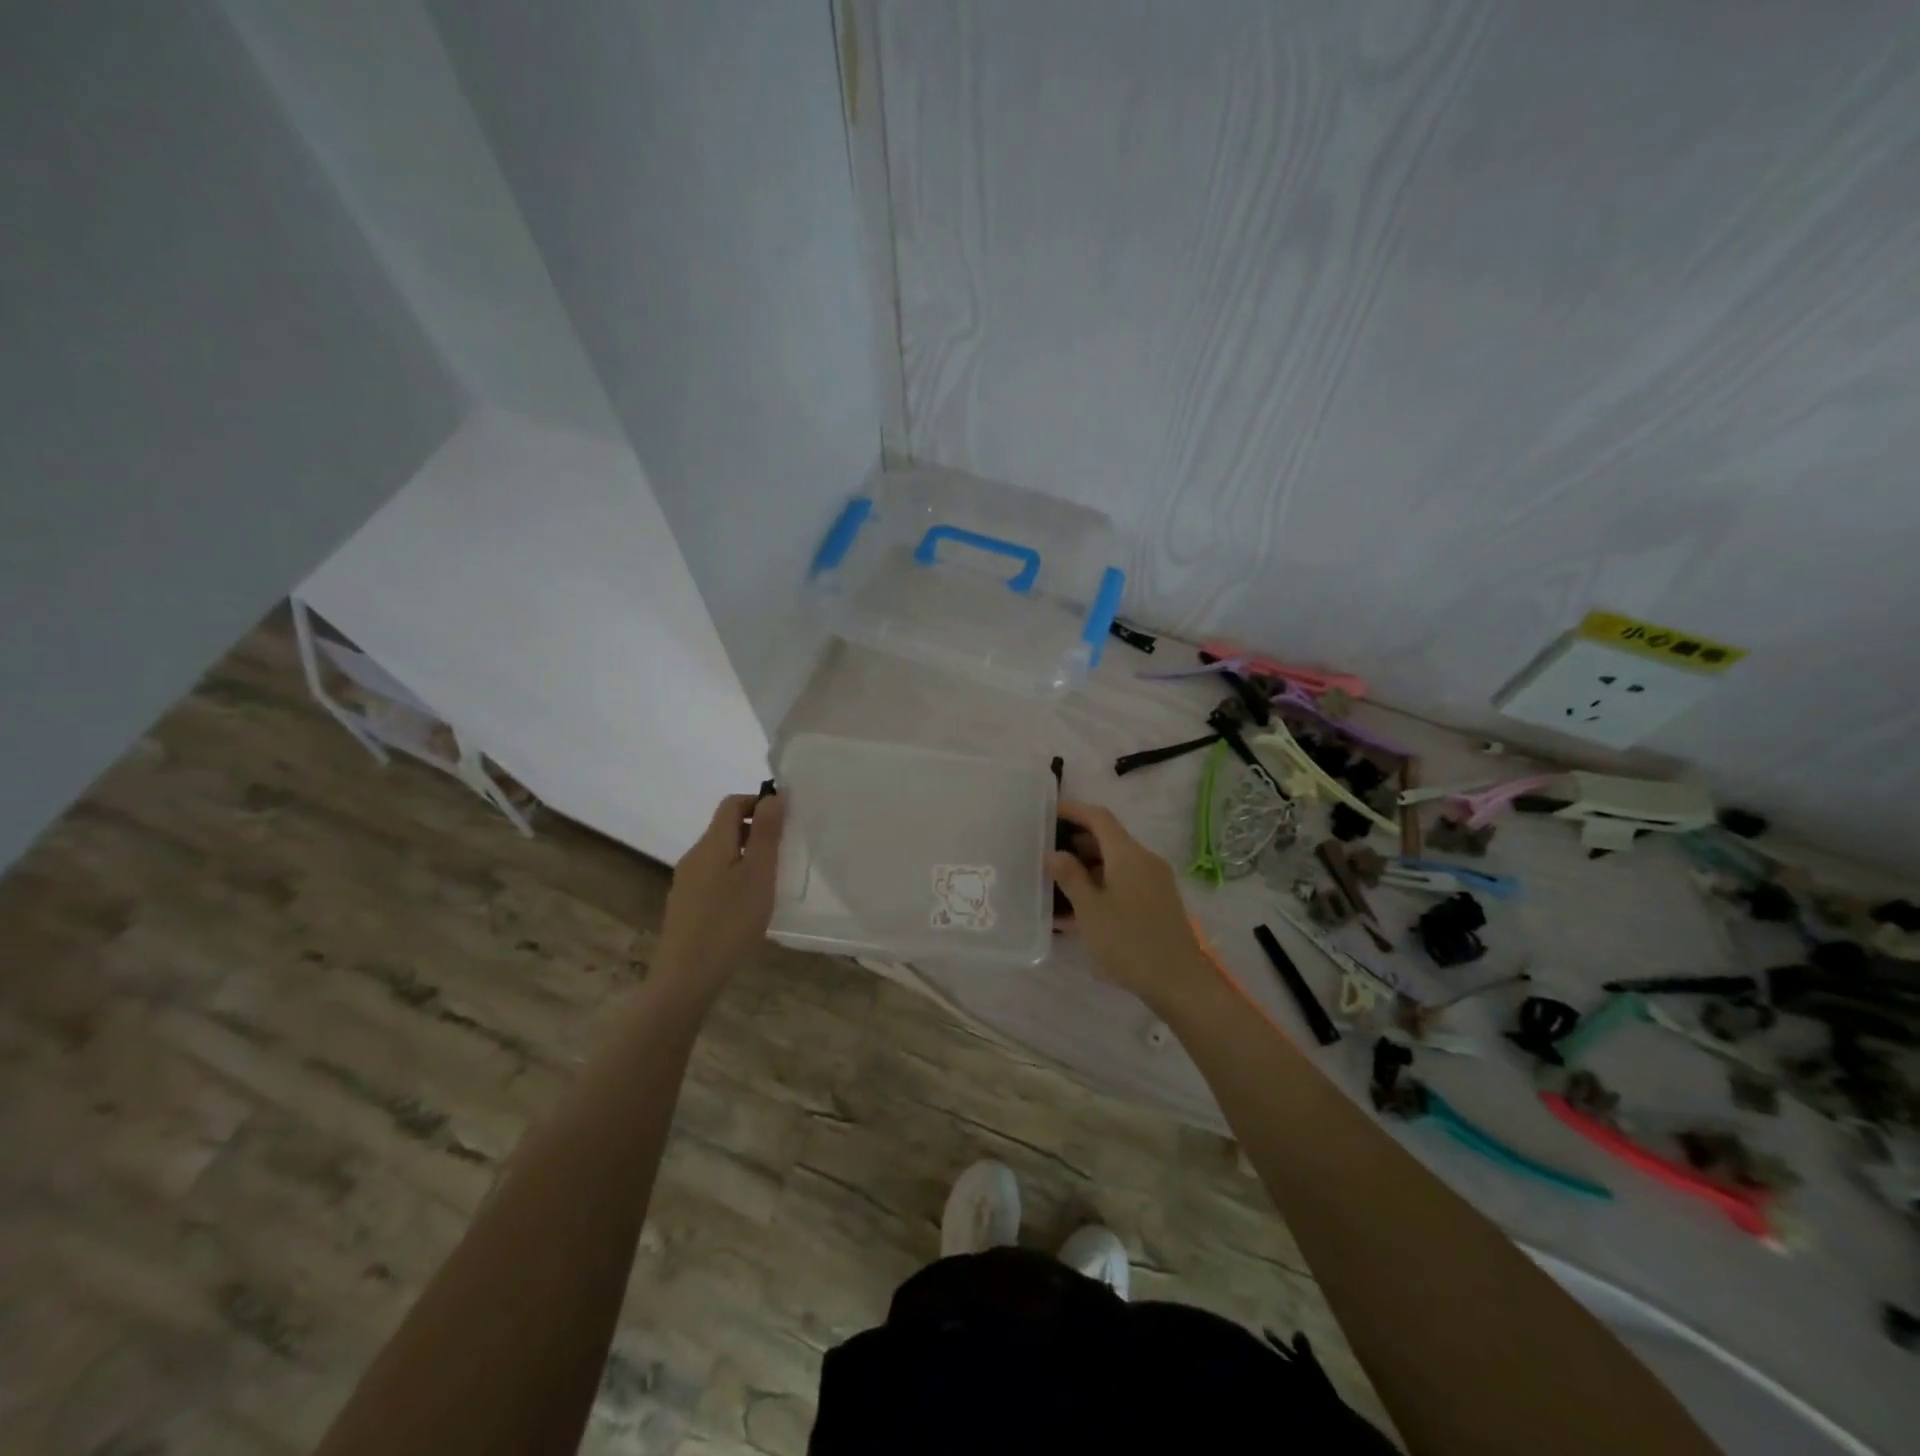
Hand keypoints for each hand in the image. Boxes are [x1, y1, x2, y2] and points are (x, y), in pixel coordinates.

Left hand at [653, 792, 784, 997]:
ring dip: (745, 856)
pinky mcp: (685, 905)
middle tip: (784, 852)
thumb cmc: (730, 921)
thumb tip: (772, 795)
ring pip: (719, 855)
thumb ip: (766, 833)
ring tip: (770, 880)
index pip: (732, 804)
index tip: (785, 820)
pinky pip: (712, 877)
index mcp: (712, 843)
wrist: (687, 977)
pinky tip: (746, 905)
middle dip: (755, 831)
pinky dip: (733, 877)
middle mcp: (694, 856)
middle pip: (724, 828)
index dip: (758, 802)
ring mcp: (686, 882)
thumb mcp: (758, 874)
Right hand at [1048, 801, 1213, 1009]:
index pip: (1099, 818)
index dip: (1073, 810)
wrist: (1179, 982)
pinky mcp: (1157, 904)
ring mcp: (1154, 883)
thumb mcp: (1090, 909)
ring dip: (1086, 869)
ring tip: (1055, 883)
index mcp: (1128, 854)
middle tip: (1045, 850)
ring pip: (1114, 865)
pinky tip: (1077, 912)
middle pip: (1108, 840)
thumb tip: (1053, 852)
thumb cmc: (1128, 941)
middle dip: (1076, 842)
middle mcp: (1144, 861)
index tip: (1048, 812)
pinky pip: (1123, 884)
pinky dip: (1100, 888)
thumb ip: (1070, 876)